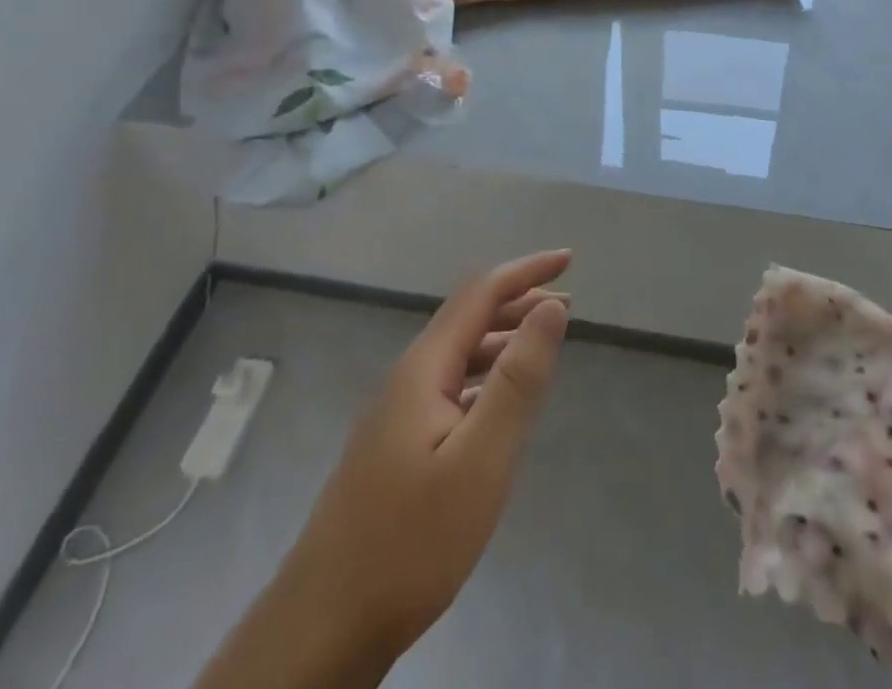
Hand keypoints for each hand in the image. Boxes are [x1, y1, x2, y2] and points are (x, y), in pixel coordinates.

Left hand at [195, 251, 571, 688]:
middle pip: (468, 318)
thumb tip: (550, 307)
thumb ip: (518, 380)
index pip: (481, 293)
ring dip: (503, 339)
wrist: (322, 629)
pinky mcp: (394, 447)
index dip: (527, 271)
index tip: (569, 261)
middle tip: (567, 305)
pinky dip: (485, 376)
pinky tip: (498, 402)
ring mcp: (395, 414)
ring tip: (542, 345)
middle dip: (518, 301)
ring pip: (458, 355)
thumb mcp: (480, 459)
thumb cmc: (410, 542)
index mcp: (424, 368)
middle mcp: (407, 378)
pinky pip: (449, 387)